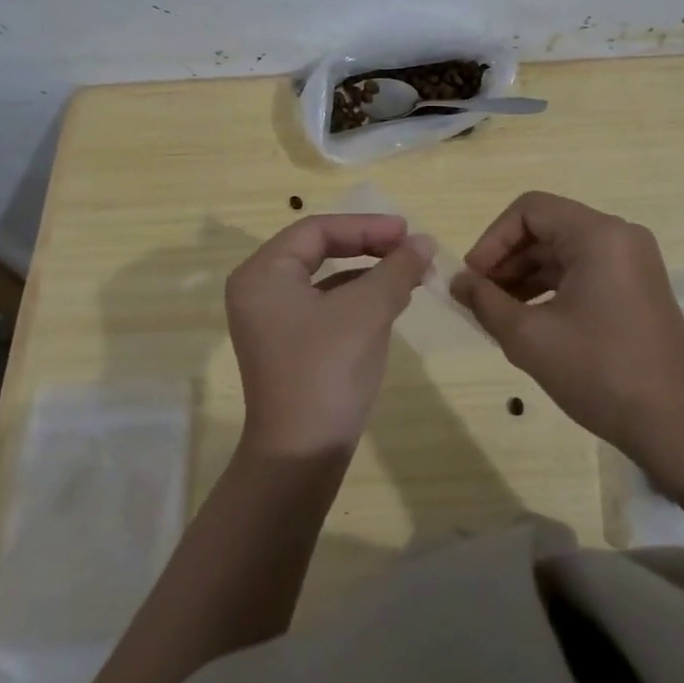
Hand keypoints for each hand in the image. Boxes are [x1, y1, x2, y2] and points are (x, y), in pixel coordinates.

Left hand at [224, 215, 434, 457]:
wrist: (301, 456)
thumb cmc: (328, 370)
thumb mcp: (368, 311)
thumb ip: (397, 269)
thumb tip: (425, 242)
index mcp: (263, 273)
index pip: (318, 230)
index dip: (366, 226)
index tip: (408, 231)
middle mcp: (258, 290)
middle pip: (318, 250)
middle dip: (368, 247)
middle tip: (410, 247)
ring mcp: (270, 320)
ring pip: (323, 278)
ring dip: (367, 272)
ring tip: (409, 273)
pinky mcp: (286, 344)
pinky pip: (322, 305)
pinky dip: (356, 298)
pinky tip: (389, 302)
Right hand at [451, 192, 683, 475]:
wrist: (676, 426)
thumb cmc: (599, 372)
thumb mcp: (529, 337)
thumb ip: (485, 301)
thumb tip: (456, 282)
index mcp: (598, 234)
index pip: (530, 210)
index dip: (492, 239)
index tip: (472, 277)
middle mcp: (619, 236)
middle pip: (547, 227)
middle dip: (507, 259)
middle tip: (479, 297)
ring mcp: (632, 261)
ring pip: (563, 251)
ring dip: (526, 275)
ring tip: (498, 312)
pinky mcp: (636, 287)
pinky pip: (583, 270)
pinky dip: (551, 287)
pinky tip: (529, 318)